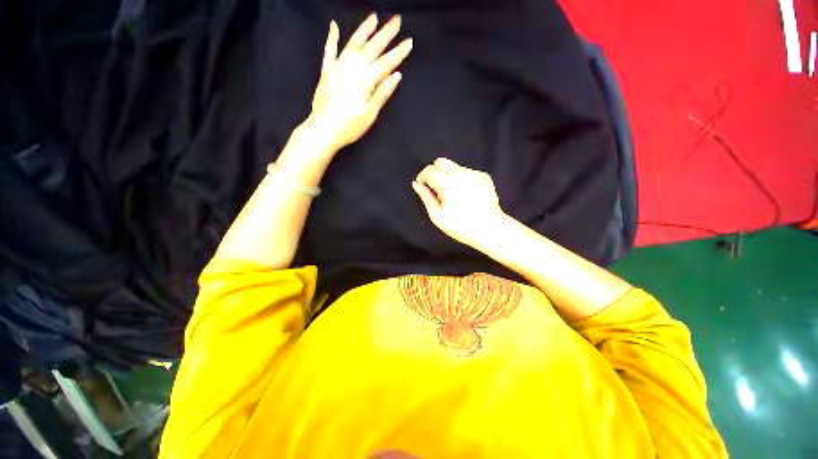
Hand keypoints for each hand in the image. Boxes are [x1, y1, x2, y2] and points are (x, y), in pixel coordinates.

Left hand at [306, 14, 412, 152]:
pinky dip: (332, 38)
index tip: (409, 42)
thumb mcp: (370, 114)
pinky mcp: (327, 72)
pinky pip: (330, 51)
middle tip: (396, 20)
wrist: (323, 130)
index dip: (399, 52)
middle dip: (386, 33)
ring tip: (374, 18)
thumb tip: (396, 76)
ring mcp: (338, 68)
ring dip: (364, 30)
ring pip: (353, 43)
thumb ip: (382, 93)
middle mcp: (352, 69)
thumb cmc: (349, 127)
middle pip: (372, 48)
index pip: (386, 63)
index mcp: (365, 81)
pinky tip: (334, 26)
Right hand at [412, 158, 508, 249]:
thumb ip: (425, 197)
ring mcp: (474, 174)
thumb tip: (416, 184)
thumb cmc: (461, 226)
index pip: (429, 170)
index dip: (422, 176)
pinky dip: (461, 179)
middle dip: (434, 171)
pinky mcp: (484, 176)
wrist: (490, 229)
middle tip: (434, 187)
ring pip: (454, 167)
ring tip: (451, 194)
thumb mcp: (437, 215)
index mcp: (447, 183)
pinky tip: (464, 194)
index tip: (421, 184)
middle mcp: (461, 174)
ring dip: (448, 175)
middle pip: (441, 162)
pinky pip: (467, 172)